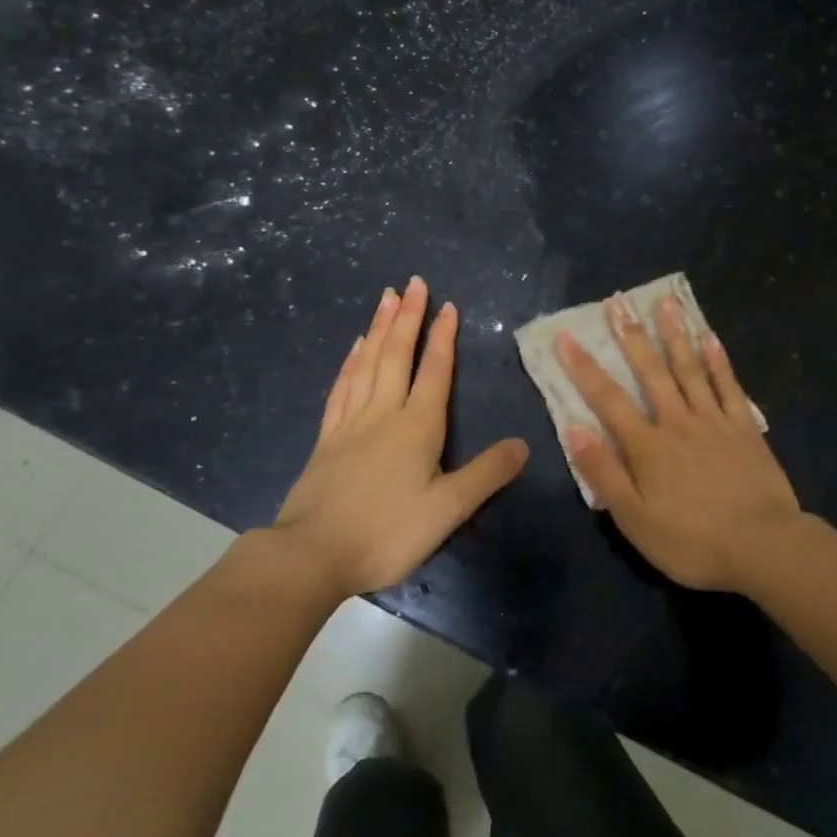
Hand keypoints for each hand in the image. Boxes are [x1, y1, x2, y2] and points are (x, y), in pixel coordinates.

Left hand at [271, 277, 528, 598]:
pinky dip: (351, 362)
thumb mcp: (448, 509)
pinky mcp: (327, 438)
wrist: (312, 554)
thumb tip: (523, 444)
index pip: (434, 371)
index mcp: (417, 426)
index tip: (447, 305)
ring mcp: (350, 423)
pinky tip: (354, 348)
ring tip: (385, 298)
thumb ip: (487, 474)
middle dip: (407, 317)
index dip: (443, 337)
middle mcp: (383, 413)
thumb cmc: (387, 532)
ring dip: (379, 328)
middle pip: (396, 355)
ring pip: (367, 363)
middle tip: (413, 282)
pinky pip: (342, 387)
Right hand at [557, 293, 804, 593]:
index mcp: (647, 446)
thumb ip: (604, 473)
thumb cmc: (692, 541)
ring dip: (674, 334)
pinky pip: (729, 386)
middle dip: (630, 335)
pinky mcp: (745, 427)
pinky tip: (710, 337)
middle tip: (618, 301)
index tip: (565, 336)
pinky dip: (718, 360)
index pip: (607, 399)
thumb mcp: (635, 519)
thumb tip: (574, 428)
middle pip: (650, 371)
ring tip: (665, 302)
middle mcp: (678, 422)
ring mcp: (714, 420)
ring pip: (690, 369)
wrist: (764, 547)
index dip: (583, 367)